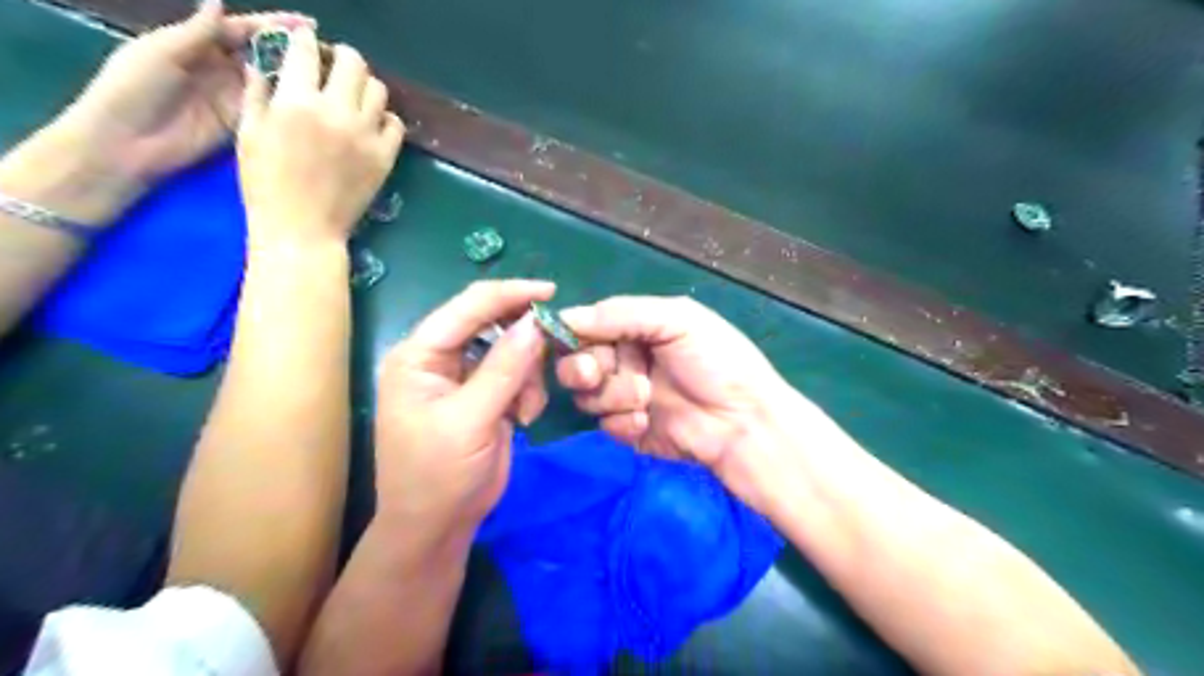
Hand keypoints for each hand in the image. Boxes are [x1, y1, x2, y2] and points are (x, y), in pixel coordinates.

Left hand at [59, 1, 310, 186]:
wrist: (128, 142)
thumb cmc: (133, 89)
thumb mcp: (161, 52)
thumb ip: (195, 31)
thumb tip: (221, 2)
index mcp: (197, 44)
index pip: (241, 29)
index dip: (273, 25)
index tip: (307, 24)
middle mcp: (219, 68)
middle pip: (260, 53)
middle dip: (290, 50)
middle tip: (324, 51)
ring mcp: (232, 97)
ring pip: (269, 81)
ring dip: (293, 76)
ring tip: (325, 74)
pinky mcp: (241, 124)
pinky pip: (267, 109)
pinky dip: (286, 103)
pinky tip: (310, 101)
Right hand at [237, 26, 405, 246]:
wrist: (303, 229)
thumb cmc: (266, 184)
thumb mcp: (249, 133)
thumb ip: (258, 93)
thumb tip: (264, 63)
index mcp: (297, 101)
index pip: (306, 50)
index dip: (305, 41)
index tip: (304, 44)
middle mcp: (337, 112)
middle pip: (353, 63)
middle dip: (341, 57)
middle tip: (333, 67)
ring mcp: (366, 135)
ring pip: (379, 90)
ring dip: (364, 86)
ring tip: (352, 96)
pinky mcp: (385, 157)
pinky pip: (396, 124)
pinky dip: (385, 118)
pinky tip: (370, 124)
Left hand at [371, 280, 553, 536]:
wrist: (438, 526)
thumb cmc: (439, 475)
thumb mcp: (471, 420)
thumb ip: (504, 368)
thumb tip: (536, 322)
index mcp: (418, 355)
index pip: (466, 308)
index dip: (508, 295)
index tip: (550, 292)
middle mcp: (438, 358)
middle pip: (489, 324)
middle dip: (523, 341)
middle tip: (556, 346)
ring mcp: (462, 377)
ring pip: (510, 350)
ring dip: (528, 375)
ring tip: (527, 410)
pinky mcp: (483, 395)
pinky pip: (516, 375)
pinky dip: (528, 391)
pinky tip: (524, 418)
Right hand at [557, 292, 816, 512]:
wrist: (743, 422)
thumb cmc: (717, 361)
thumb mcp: (677, 320)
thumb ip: (621, 314)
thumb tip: (565, 317)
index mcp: (636, 329)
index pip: (586, 327)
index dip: (573, 336)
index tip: (570, 342)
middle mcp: (626, 361)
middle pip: (576, 363)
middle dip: (583, 369)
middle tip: (595, 374)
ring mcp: (626, 398)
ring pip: (587, 396)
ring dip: (611, 396)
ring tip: (645, 398)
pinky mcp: (629, 431)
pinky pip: (604, 425)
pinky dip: (622, 423)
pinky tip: (646, 422)